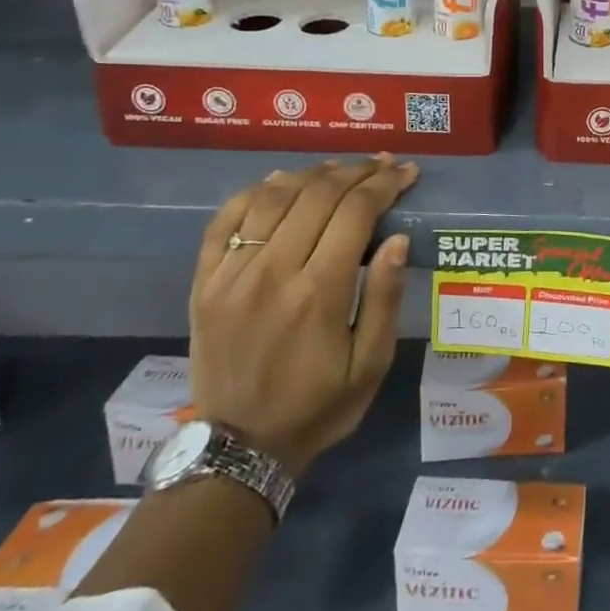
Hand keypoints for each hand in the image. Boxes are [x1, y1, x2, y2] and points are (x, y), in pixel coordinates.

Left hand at [189, 156, 418, 474]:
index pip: (356, 212)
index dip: (384, 184)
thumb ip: (383, 298)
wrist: (239, 447)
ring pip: (273, 198)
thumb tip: (397, 239)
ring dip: (311, 174)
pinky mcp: (204, 282)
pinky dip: (255, 192)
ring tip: (338, 168)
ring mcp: (231, 274)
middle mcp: (271, 272)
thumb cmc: (319, 405)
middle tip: (381, 164)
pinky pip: (226, 219)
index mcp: (318, 292)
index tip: (406, 172)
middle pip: (317, 195)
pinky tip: (280, 183)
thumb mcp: (371, 364)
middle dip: (356, 172)